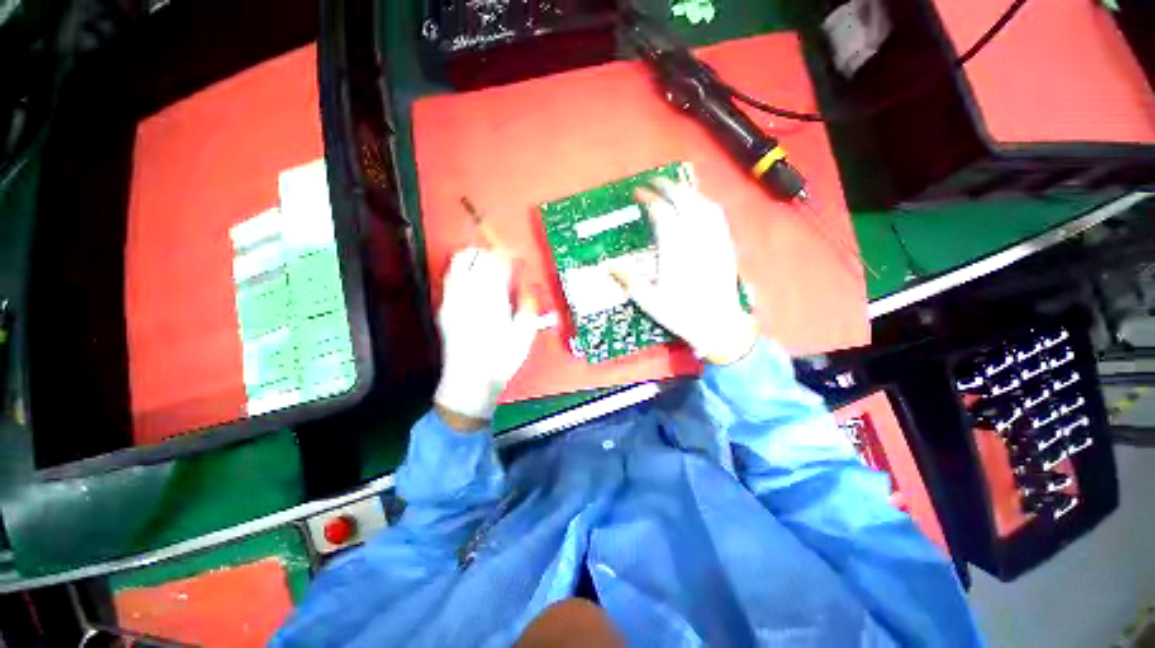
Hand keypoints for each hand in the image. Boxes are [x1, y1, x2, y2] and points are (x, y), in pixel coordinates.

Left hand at [434, 247, 538, 428]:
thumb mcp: (525, 335)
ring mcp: (452, 299)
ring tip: (488, 259)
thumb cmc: (501, 360)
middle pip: (479, 258)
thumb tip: (527, 288)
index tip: (519, 258)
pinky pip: (451, 277)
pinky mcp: (444, 307)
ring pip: (460, 262)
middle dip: (495, 253)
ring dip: (476, 255)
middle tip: (506, 258)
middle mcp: (469, 294)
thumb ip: (528, 306)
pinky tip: (473, 276)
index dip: (511, 256)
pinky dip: (463, 268)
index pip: (499, 264)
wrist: (469, 381)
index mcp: (492, 300)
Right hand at [614, 179, 757, 364]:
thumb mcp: (649, 300)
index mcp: (675, 250)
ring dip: (687, 190)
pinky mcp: (726, 244)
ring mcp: (714, 239)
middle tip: (653, 181)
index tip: (638, 192)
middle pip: (684, 200)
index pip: (661, 212)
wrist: (718, 324)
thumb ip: (628, 279)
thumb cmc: (681, 313)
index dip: (649, 198)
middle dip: (668, 186)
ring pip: (702, 203)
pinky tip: (698, 203)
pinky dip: (704, 202)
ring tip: (674, 188)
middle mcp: (696, 238)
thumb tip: (607, 266)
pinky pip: (717, 214)